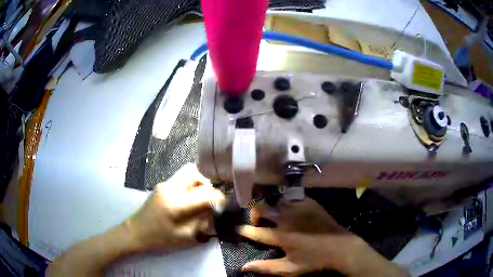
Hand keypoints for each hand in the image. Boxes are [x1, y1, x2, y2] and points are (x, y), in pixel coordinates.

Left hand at [126, 163, 224, 250]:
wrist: (136, 232)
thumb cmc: (160, 239)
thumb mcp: (186, 237)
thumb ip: (203, 222)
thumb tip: (215, 210)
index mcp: (177, 204)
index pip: (206, 195)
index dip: (220, 199)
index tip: (224, 206)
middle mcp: (171, 188)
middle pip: (199, 178)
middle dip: (210, 190)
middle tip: (211, 203)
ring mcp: (165, 183)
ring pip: (190, 174)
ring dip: (200, 185)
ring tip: (201, 200)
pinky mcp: (162, 184)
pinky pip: (182, 179)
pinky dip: (191, 185)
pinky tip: (190, 198)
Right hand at [239, 198, 406, 276]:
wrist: (340, 247)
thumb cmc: (314, 261)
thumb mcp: (289, 269)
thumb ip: (265, 268)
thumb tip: (243, 267)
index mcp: (281, 236)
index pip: (256, 231)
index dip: (245, 230)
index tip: (239, 229)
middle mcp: (287, 219)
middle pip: (262, 208)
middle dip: (254, 212)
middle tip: (257, 220)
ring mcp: (299, 208)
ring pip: (277, 200)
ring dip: (272, 207)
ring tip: (274, 215)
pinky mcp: (310, 203)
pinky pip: (293, 198)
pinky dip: (287, 203)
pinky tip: (290, 210)